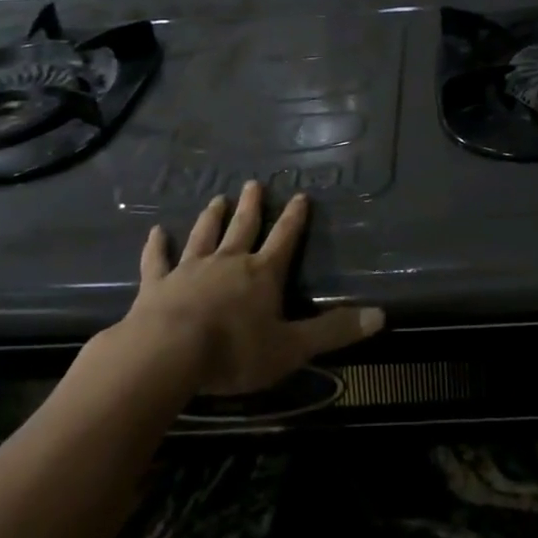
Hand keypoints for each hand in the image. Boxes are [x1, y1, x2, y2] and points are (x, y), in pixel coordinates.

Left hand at [106, 182, 384, 396]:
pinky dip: (158, 245)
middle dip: (251, 206)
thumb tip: (381, 316)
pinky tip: (156, 231)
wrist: (167, 354)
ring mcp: (190, 269)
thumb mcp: (292, 347)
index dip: (295, 219)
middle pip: (243, 227)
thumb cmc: (234, 351)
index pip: (285, 239)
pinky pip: (158, 260)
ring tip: (217, 199)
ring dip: (212, 217)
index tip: (301, 195)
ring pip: (204, 236)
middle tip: (254, 184)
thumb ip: (334, 331)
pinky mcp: (157, 284)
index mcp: (262, 274)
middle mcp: (229, 262)